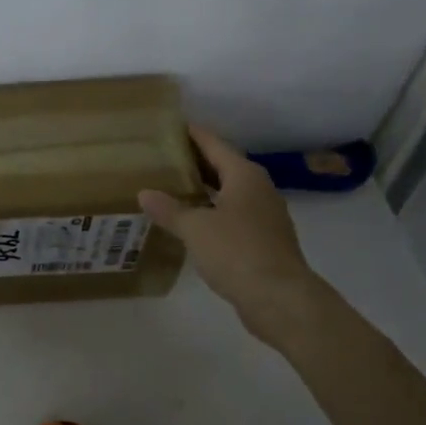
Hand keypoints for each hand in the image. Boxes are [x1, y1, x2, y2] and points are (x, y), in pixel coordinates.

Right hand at [138, 127, 325, 338]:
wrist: (280, 298)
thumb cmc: (237, 251)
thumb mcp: (195, 228)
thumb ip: (169, 209)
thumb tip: (145, 193)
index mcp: (244, 175)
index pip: (214, 144)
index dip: (193, 134)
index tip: (171, 126)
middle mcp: (258, 189)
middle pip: (223, 167)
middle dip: (195, 163)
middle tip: (163, 158)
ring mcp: (265, 216)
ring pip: (229, 193)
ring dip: (204, 190)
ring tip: (172, 188)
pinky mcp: (265, 240)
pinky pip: (233, 216)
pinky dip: (213, 213)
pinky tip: (193, 223)